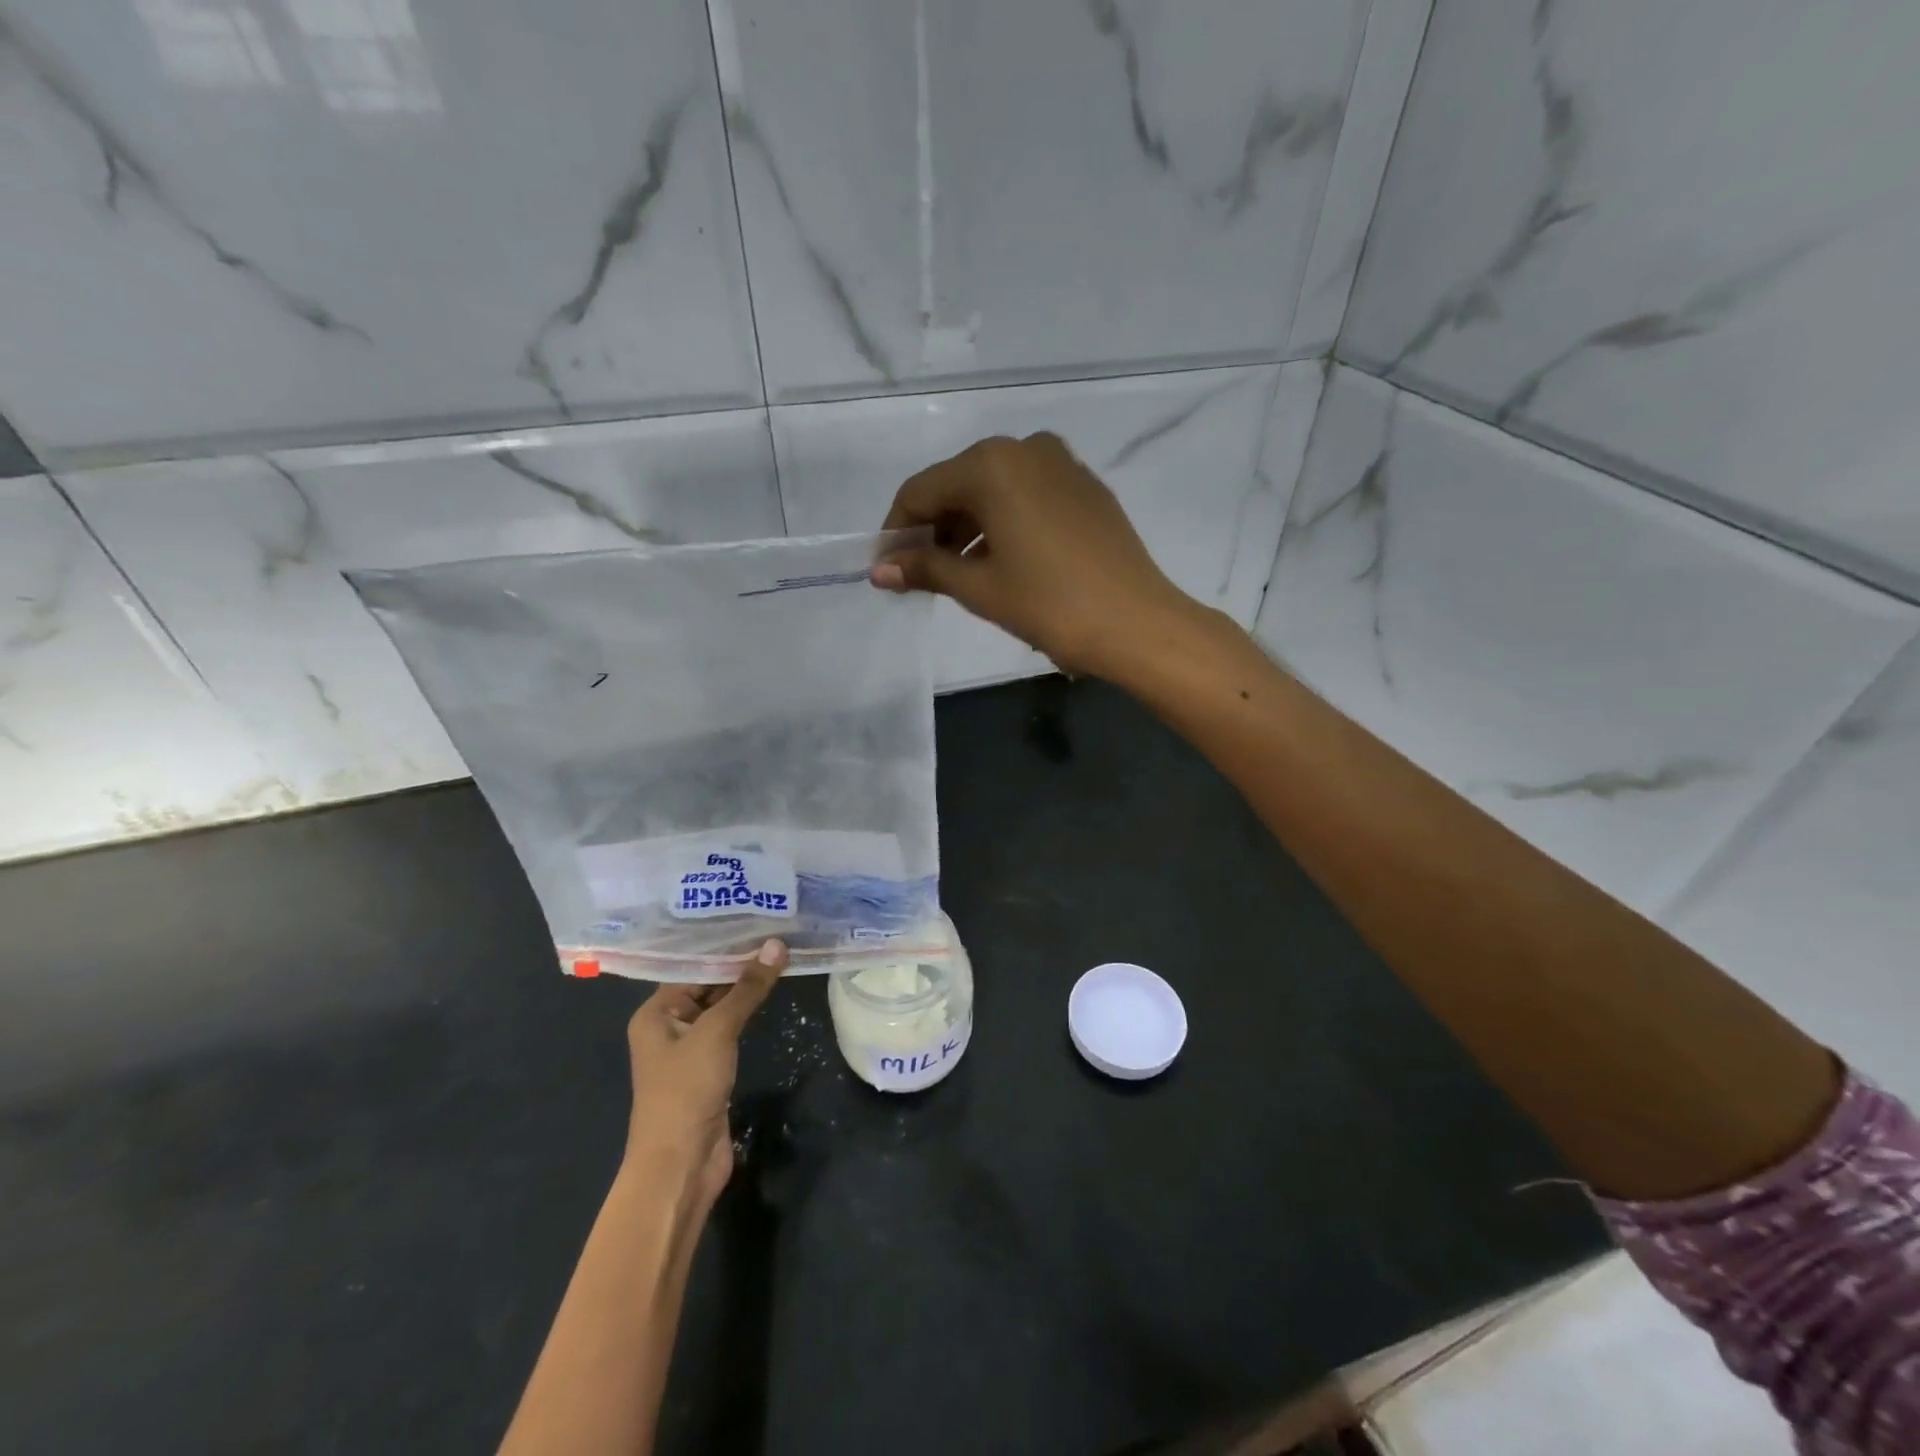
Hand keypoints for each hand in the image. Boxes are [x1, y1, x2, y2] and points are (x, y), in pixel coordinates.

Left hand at [623, 938, 784, 1210]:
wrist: (680, 1165)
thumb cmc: (686, 1090)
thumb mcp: (718, 1031)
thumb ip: (748, 988)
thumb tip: (776, 945)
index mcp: (656, 1012)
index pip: (693, 966)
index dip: (725, 944)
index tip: (758, 919)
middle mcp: (669, 1025)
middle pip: (707, 984)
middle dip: (740, 963)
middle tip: (777, 930)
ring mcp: (690, 1048)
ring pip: (721, 1007)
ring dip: (747, 987)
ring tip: (781, 952)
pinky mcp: (710, 1068)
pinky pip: (730, 1029)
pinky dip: (749, 1012)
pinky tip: (772, 991)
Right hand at [871, 432, 1203, 678]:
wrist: (1138, 623)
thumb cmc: (1050, 604)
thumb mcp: (979, 587)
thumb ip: (925, 569)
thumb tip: (879, 570)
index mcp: (992, 464)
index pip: (921, 490)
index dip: (896, 530)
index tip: (885, 568)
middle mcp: (1026, 447)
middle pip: (958, 484)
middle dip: (933, 528)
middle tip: (917, 574)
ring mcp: (1062, 464)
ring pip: (994, 490)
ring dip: (967, 527)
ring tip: (955, 574)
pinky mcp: (1086, 487)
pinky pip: (1027, 495)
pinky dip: (1003, 522)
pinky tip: (999, 560)